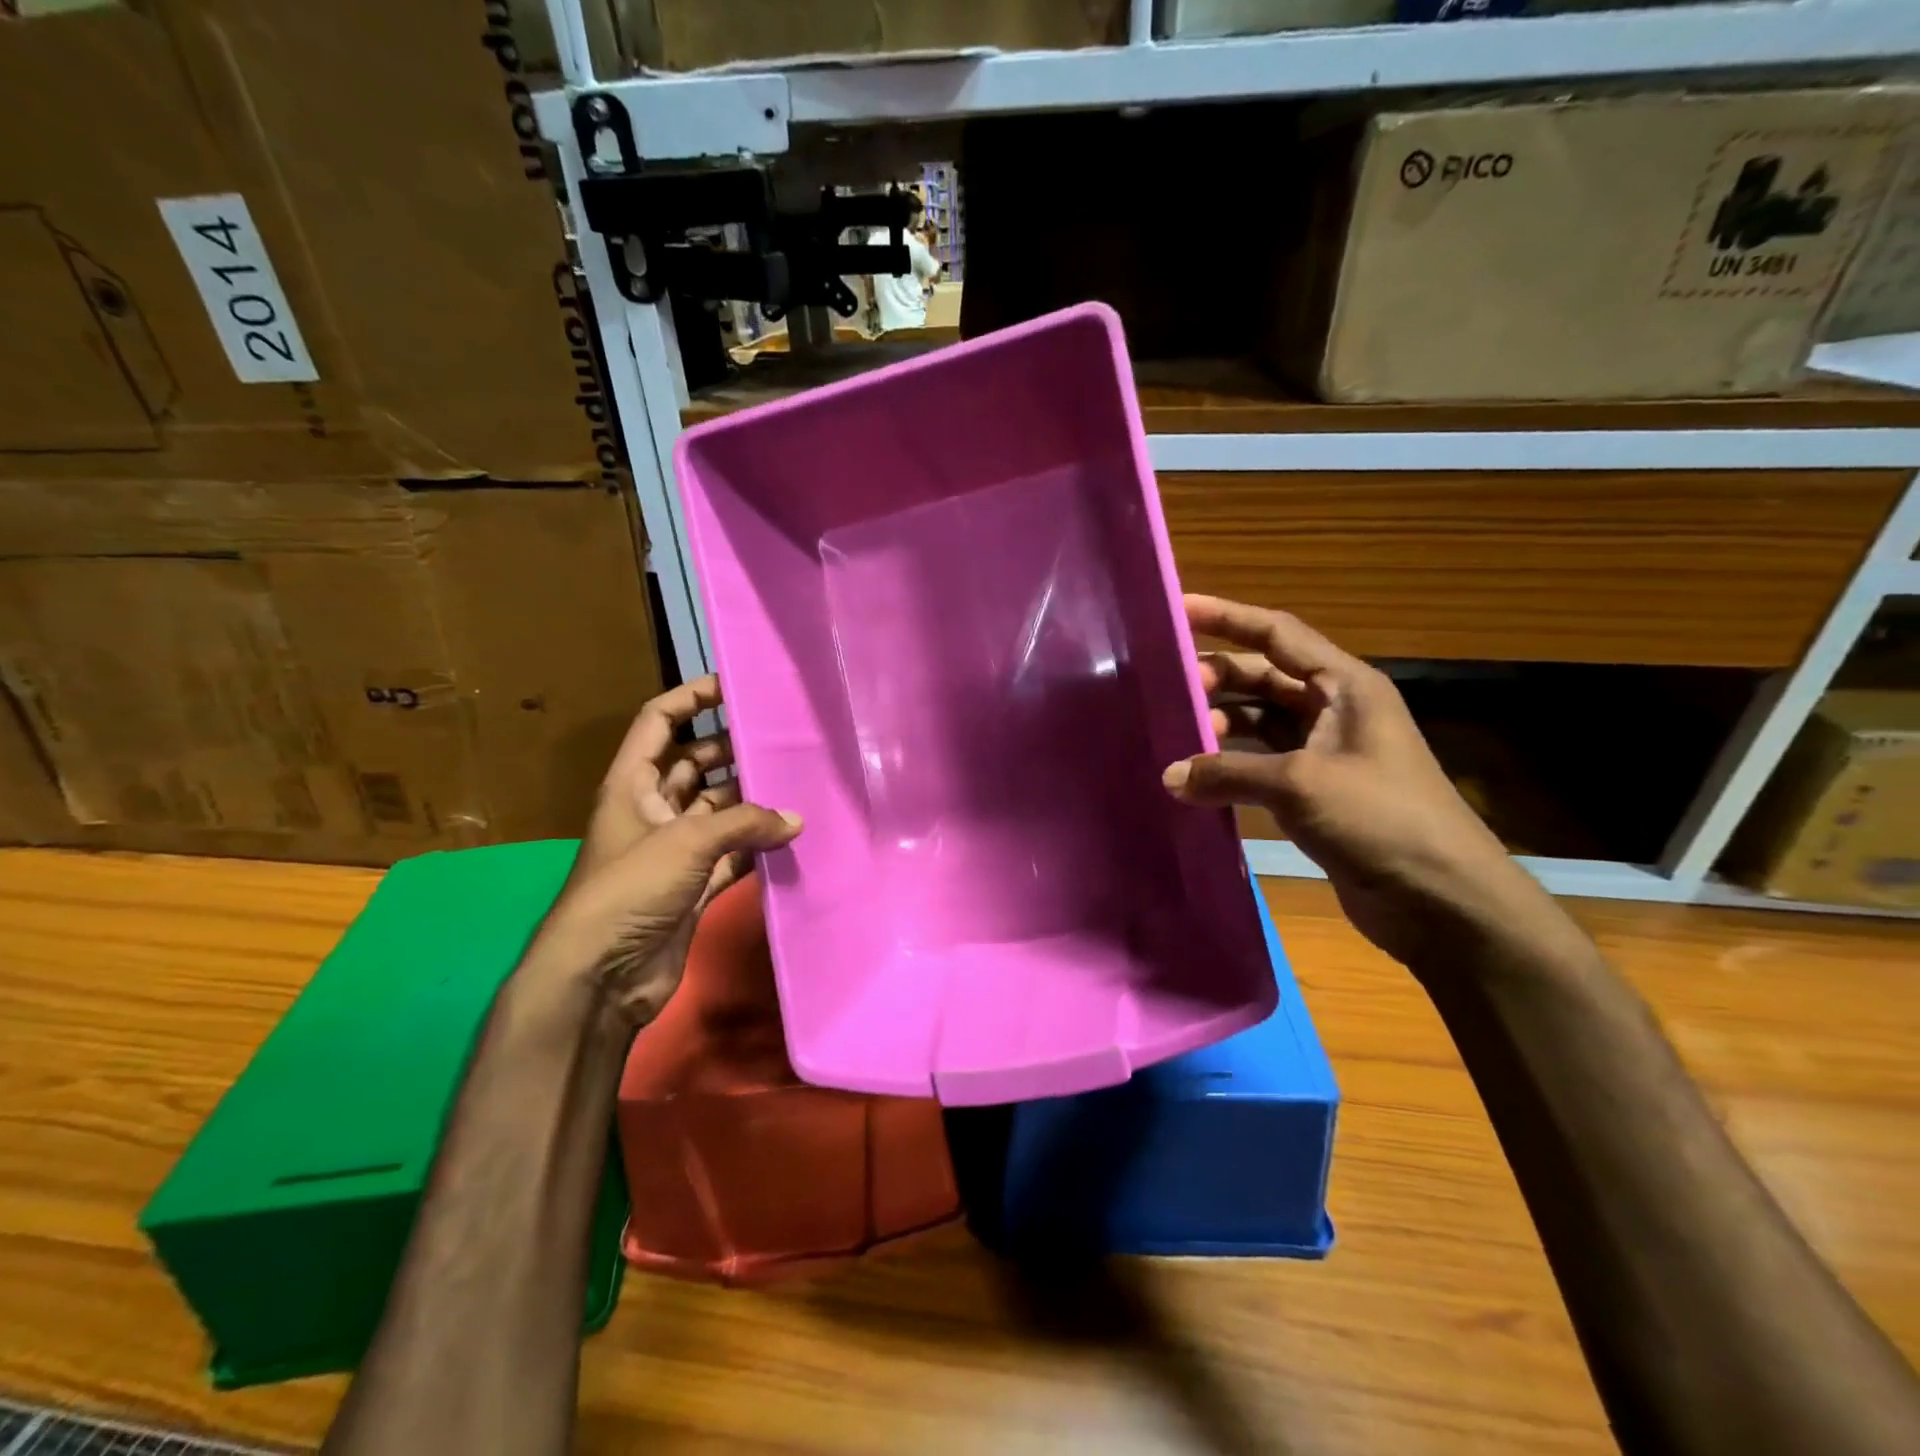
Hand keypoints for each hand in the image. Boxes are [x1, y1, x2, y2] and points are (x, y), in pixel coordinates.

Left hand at [526, 676, 800, 1029]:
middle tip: (782, 739)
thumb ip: (744, 823)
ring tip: (797, 783)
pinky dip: (756, 847)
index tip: (734, 684)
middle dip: (733, 751)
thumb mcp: (685, 842)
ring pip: (719, 811)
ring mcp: (674, 851)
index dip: (691, 698)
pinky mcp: (693, 886)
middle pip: (695, 765)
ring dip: (751, 802)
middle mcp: (652, 811)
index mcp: (631, 784)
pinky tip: (790, 837)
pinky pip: (731, 855)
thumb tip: (795, 819)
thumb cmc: (629, 889)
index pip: (659, 721)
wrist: (601, 975)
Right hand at [1161, 595, 1552, 973]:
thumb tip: (1169, 777)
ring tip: (1175, 736)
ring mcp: (1325, 753)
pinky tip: (1196, 778)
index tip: (1178, 608)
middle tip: (1166, 686)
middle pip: (1263, 677)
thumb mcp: (1299, 785)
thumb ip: (1228, 773)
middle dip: (1217, 677)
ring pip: (1259, 722)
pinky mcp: (1316, 793)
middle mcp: (1334, 710)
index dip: (1227, 617)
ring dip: (1220, 725)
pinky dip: (1229, 766)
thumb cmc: (1380, 819)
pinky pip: (1261, 764)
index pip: (1277, 633)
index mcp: (1345, 686)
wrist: (1441, 899)